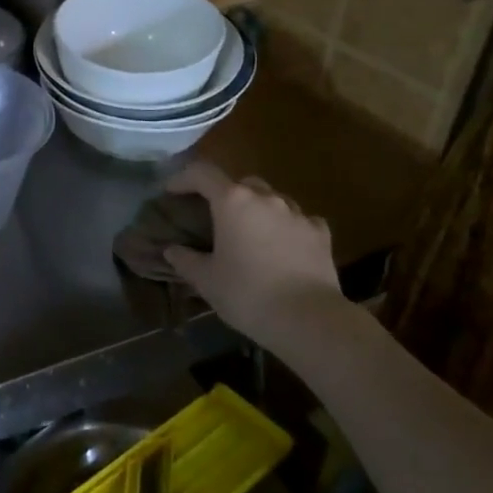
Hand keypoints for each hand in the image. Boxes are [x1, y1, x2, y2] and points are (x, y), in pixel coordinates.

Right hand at [162, 163, 343, 348]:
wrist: (308, 319)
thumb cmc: (247, 294)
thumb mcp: (207, 281)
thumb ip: (186, 260)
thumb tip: (172, 250)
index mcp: (233, 202)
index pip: (202, 174)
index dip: (183, 178)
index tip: (171, 191)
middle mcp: (266, 198)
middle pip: (241, 183)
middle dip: (225, 194)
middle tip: (215, 217)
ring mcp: (297, 214)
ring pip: (272, 199)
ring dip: (257, 209)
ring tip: (250, 233)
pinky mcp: (320, 233)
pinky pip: (298, 219)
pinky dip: (286, 226)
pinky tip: (284, 245)